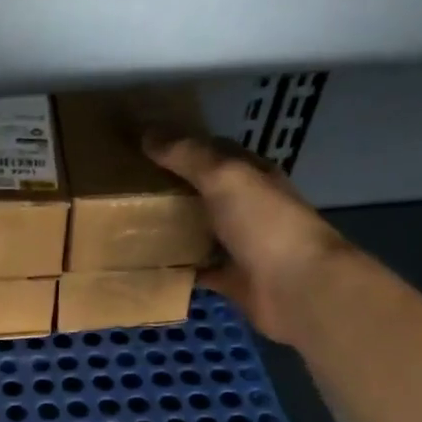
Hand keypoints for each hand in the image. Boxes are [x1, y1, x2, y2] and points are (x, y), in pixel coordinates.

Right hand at [145, 133, 348, 344]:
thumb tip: (147, 132)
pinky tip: (147, 264)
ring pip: (199, 230)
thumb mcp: (225, 177)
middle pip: (205, 192)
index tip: (143, 146)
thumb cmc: (264, 224)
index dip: (182, 145)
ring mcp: (240, 245)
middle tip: (126, 187)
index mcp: (252, 175)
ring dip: (172, 228)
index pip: (215, 152)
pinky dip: (176, 267)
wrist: (295, 288)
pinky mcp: (230, 279)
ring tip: (129, 224)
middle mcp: (248, 207)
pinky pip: (197, 269)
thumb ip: (188, 156)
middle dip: (172, 187)